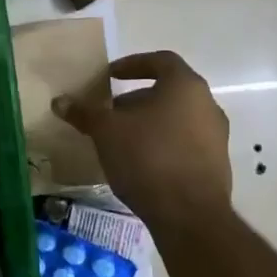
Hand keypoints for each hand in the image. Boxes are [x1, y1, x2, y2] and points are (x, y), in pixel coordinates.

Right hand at [52, 51, 232, 225]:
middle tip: (110, 113)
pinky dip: (163, 144)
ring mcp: (216, 136)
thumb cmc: (147, 157)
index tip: (110, 76)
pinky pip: (185, 143)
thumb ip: (84, 112)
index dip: (133, 64)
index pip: (161, 61)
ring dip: (149, 123)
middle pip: (168, 91)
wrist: (189, 215)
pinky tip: (141, 163)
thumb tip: (60, 101)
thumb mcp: (106, 131)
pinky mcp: (217, 164)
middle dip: (136, 100)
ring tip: (121, 140)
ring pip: (177, 118)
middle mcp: (208, 105)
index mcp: (185, 86)